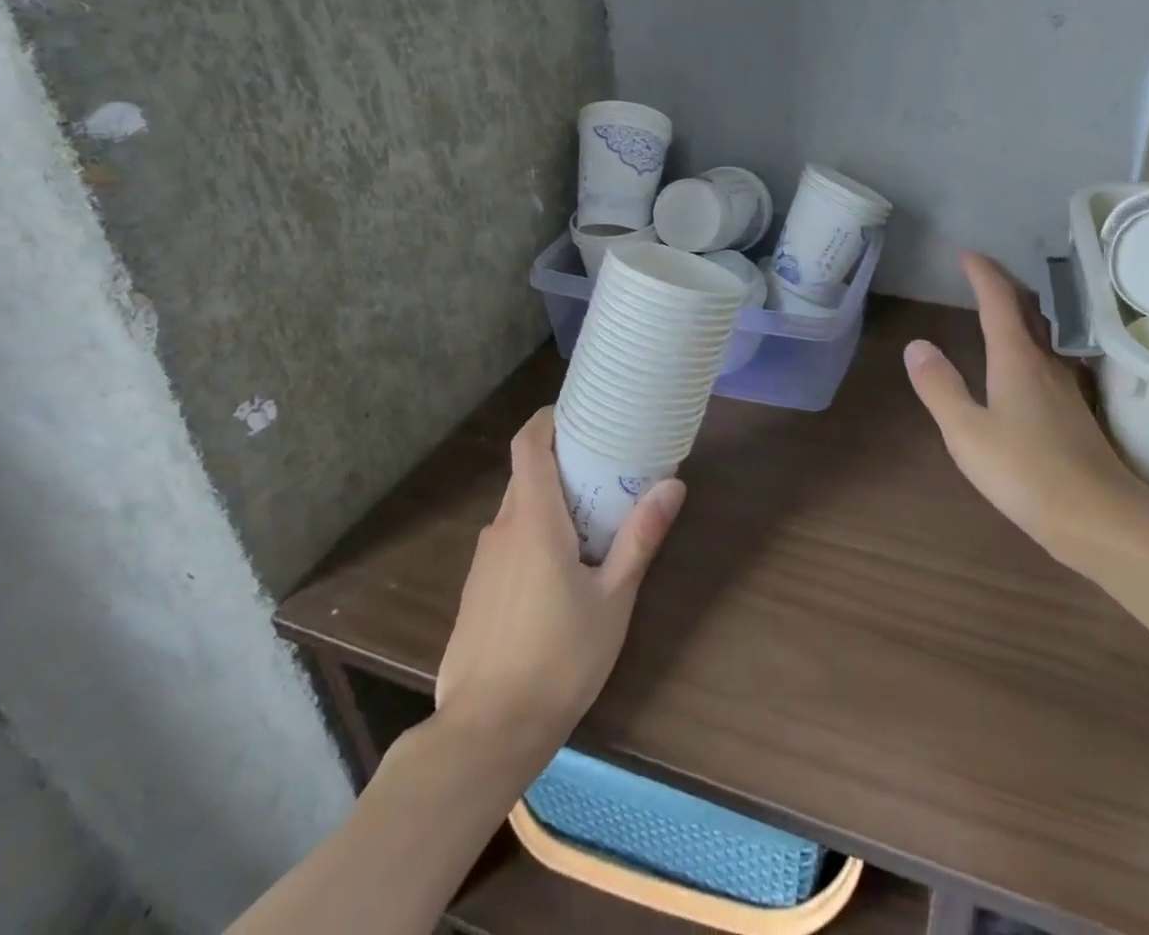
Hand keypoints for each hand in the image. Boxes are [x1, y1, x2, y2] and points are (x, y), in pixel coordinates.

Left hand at [434, 406, 685, 752]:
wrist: (486, 735)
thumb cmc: (559, 658)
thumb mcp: (614, 598)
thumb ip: (640, 537)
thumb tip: (672, 485)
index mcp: (532, 520)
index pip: (528, 444)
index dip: (548, 419)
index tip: (580, 412)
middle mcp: (500, 530)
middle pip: (527, 475)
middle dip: (563, 464)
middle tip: (607, 468)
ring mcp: (483, 564)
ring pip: (518, 512)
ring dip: (551, 504)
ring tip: (593, 519)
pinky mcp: (476, 594)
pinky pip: (508, 545)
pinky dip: (534, 537)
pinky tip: (561, 572)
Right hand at [904, 252, 1147, 565]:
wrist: (1100, 518)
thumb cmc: (1026, 472)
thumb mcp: (967, 432)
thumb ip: (940, 387)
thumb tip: (916, 345)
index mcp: (1017, 359)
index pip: (999, 301)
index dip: (983, 273)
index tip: (966, 254)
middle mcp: (1045, 363)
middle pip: (1028, 309)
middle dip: (1004, 283)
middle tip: (982, 271)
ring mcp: (1065, 387)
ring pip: (1042, 333)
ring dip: (1021, 310)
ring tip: (1001, 306)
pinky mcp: (1074, 411)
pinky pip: (1049, 357)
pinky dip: (1030, 341)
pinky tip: (1026, 362)